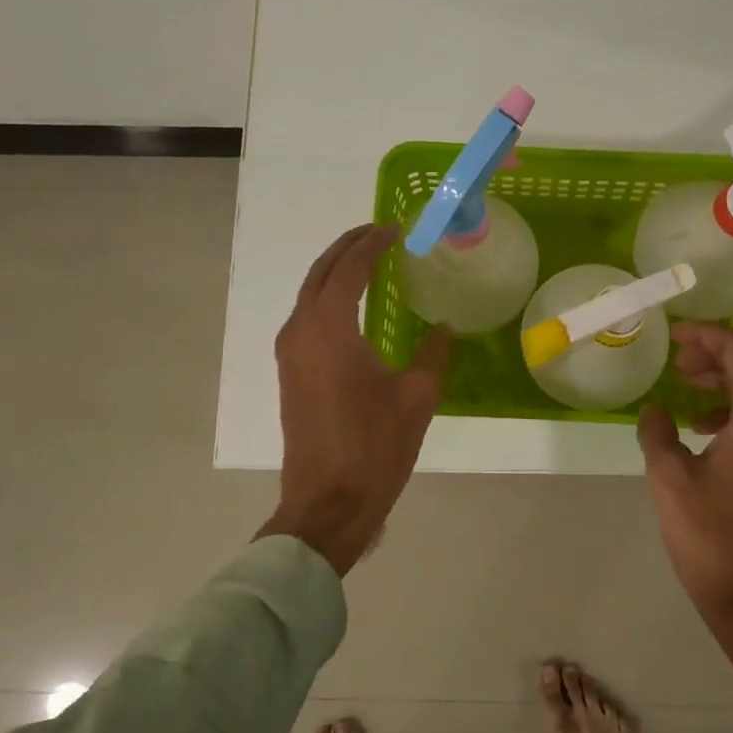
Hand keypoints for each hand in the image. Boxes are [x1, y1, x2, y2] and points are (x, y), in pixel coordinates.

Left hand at [260, 224, 451, 575]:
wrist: (327, 504)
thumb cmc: (374, 448)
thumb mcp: (417, 397)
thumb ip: (433, 352)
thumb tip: (442, 327)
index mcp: (329, 329)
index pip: (349, 269)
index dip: (372, 244)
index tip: (395, 229)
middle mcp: (301, 332)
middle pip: (321, 273)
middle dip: (348, 248)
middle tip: (380, 234)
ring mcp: (290, 354)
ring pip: (310, 294)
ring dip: (336, 272)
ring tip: (370, 262)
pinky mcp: (290, 373)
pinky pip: (307, 318)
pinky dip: (329, 298)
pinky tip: (354, 307)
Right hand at [637, 323, 732, 732]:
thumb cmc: (710, 535)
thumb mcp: (670, 478)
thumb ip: (658, 432)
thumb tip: (654, 410)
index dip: (708, 335)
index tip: (673, 334)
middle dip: (720, 349)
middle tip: (679, 358)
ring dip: (726, 375)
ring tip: (684, 384)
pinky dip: (732, 403)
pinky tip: (699, 423)